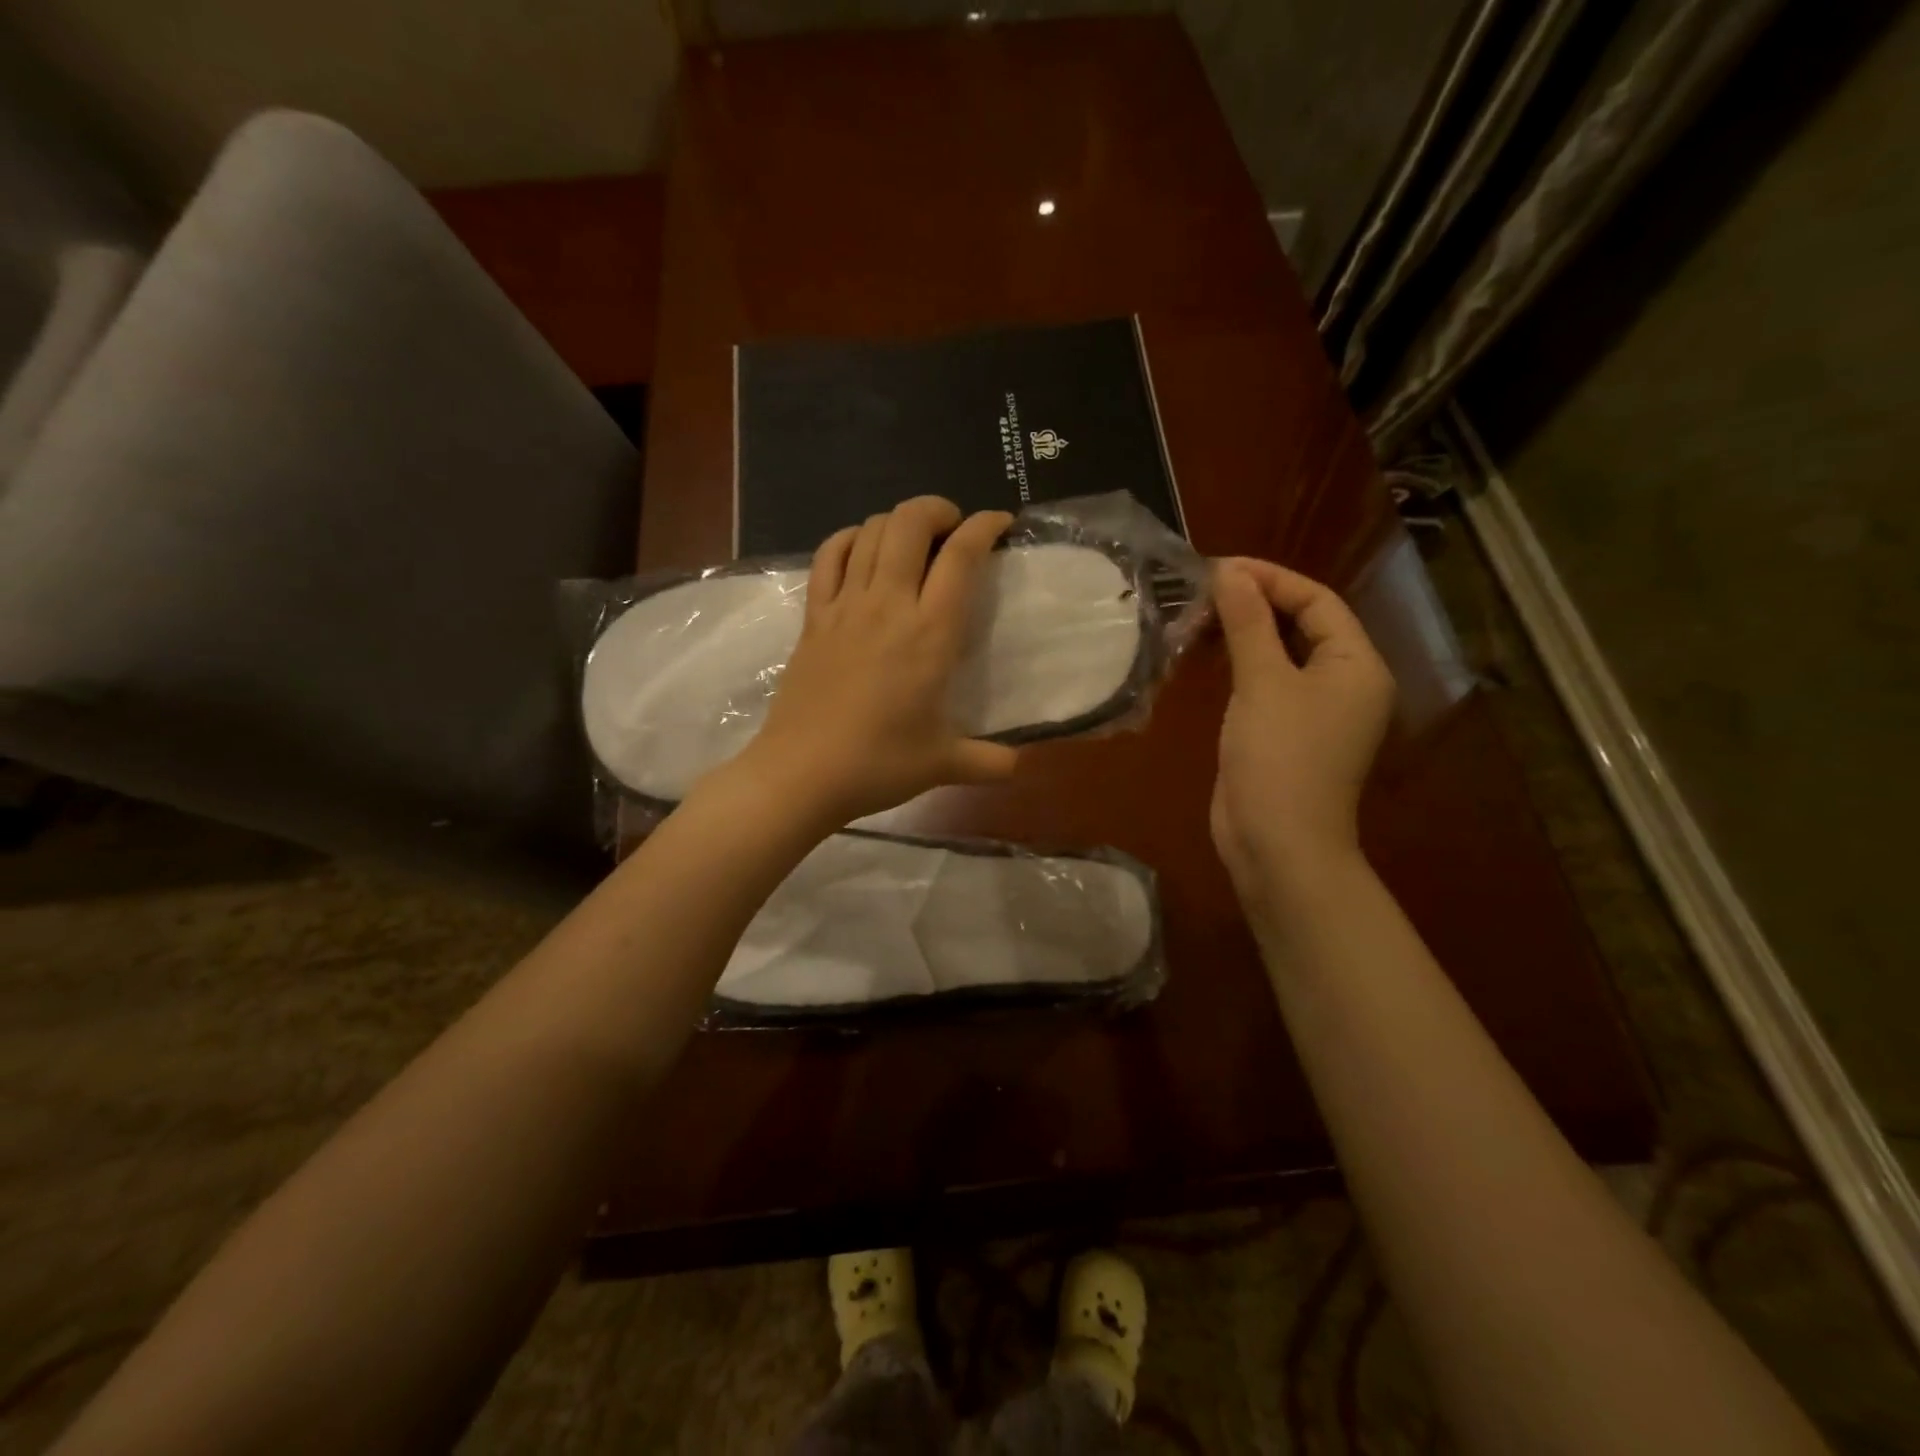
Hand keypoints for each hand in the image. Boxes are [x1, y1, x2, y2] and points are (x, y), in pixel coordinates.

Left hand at [733, 496, 1020, 826]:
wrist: (801, 773)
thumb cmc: (878, 764)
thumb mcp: (943, 764)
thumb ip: (987, 761)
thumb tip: (1018, 765)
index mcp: (930, 633)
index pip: (961, 556)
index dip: (984, 526)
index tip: (999, 523)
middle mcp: (888, 605)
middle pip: (909, 523)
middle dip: (937, 510)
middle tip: (953, 529)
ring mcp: (844, 607)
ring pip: (870, 532)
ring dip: (896, 521)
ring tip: (913, 540)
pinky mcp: (813, 618)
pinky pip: (827, 556)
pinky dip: (848, 539)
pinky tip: (860, 548)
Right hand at [1210, 557, 1395, 911]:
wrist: (1277, 843)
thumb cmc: (1280, 757)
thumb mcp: (1263, 682)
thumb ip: (1247, 623)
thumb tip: (1230, 572)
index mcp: (1356, 664)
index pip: (1318, 601)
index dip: (1270, 578)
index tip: (1219, 568)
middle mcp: (1343, 682)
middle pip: (1300, 624)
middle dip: (1254, 604)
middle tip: (1202, 591)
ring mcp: (1313, 711)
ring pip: (1279, 654)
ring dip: (1242, 633)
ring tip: (1197, 617)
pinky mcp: (1284, 733)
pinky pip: (1264, 683)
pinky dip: (1238, 664)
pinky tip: (1205, 656)